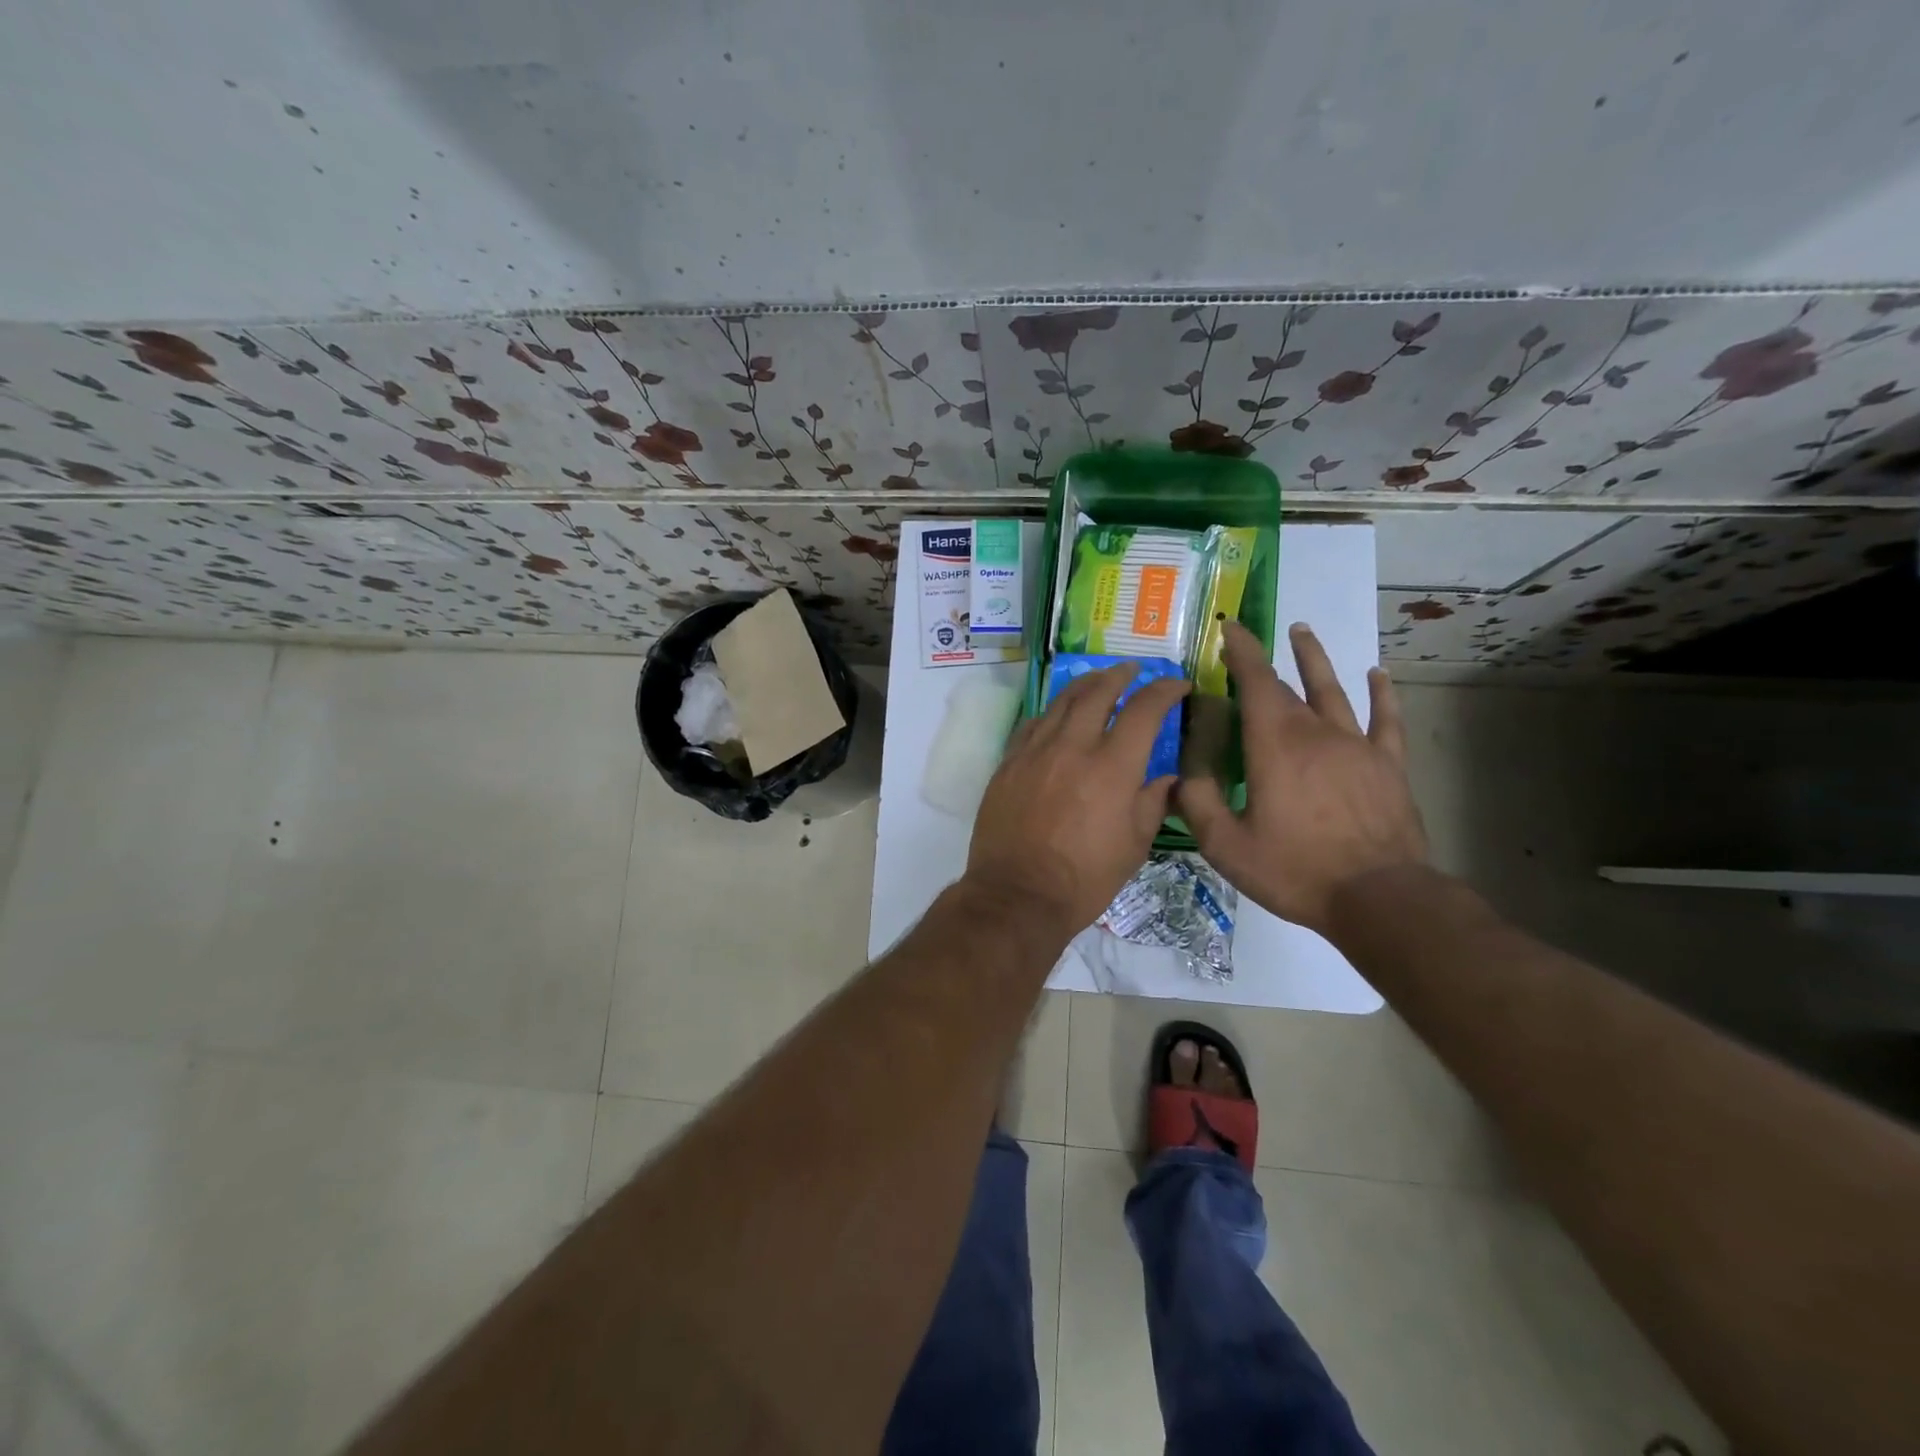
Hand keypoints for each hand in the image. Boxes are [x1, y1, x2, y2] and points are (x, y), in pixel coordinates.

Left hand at [966, 665, 1190, 933]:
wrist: (1018, 894)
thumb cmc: (1085, 878)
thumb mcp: (1134, 845)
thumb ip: (1153, 802)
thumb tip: (1168, 778)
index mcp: (1112, 766)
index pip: (1144, 710)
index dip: (1165, 691)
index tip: (1178, 686)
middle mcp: (1073, 747)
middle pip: (1097, 692)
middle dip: (1120, 675)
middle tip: (1133, 670)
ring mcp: (1035, 751)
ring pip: (1061, 702)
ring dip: (1084, 685)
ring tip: (1098, 680)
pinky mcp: (1009, 763)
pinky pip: (1033, 723)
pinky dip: (1052, 712)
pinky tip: (1057, 715)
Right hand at [1178, 621, 1426, 935]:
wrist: (1378, 897)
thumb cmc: (1295, 870)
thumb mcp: (1226, 845)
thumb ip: (1197, 803)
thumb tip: (1178, 773)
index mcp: (1274, 745)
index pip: (1255, 683)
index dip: (1241, 652)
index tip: (1230, 628)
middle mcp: (1316, 733)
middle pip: (1287, 688)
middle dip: (1264, 662)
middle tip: (1248, 645)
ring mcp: (1357, 746)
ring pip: (1334, 691)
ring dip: (1315, 659)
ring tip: (1303, 631)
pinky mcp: (1387, 766)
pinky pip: (1386, 720)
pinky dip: (1382, 694)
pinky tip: (1377, 675)